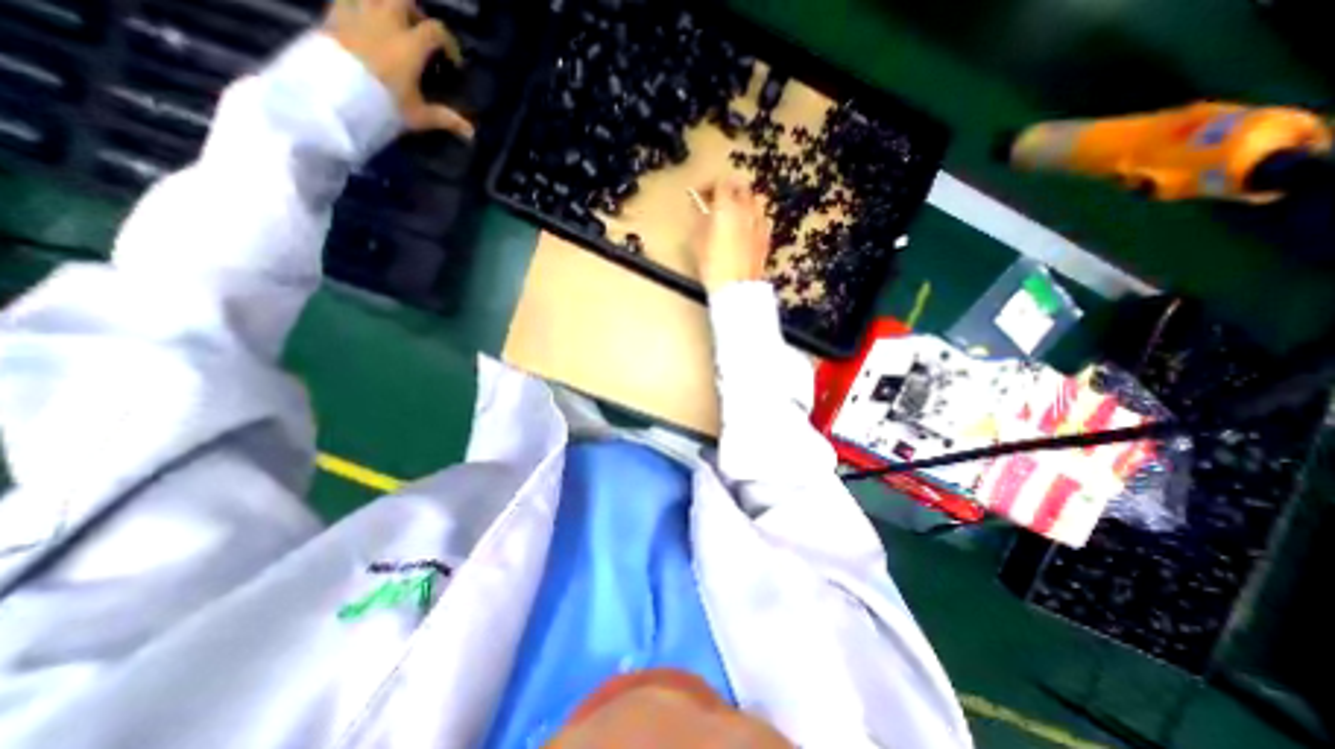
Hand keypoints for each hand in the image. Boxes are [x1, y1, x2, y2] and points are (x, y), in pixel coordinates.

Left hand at [322, 0, 473, 137]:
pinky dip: (355, 4)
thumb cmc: (384, 104)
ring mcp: (357, 14)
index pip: (435, 31)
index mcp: (410, 45)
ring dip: (384, 4)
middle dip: (414, 12)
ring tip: (389, 20)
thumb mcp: (419, 115)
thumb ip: (445, 119)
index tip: (452, 62)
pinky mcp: (333, 15)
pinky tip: (360, 18)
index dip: (449, 44)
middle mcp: (386, 22)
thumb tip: (472, 134)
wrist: (336, 94)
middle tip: (418, 30)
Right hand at [687, 180, 772, 291]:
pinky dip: (753, 216)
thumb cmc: (712, 265)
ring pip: (756, 199)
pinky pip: (762, 217)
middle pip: (741, 187)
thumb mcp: (697, 241)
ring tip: (734, 211)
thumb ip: (699, 219)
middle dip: (727, 189)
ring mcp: (759, 221)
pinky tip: (746, 227)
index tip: (699, 195)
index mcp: (727, 207)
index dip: (708, 186)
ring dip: (744, 200)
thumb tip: (699, 208)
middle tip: (716, 200)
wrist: (736, 287)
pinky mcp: (766, 236)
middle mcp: (746, 209)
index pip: (720, 183)